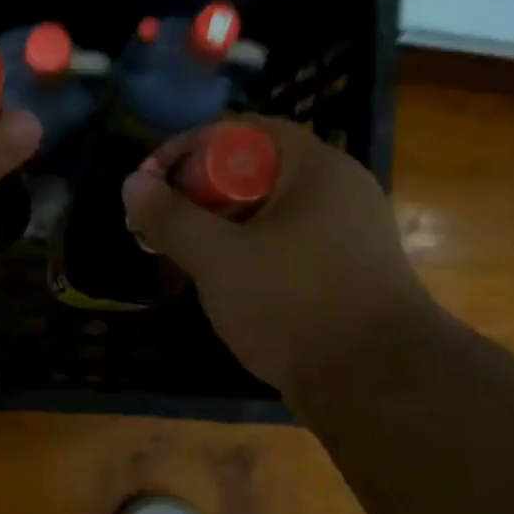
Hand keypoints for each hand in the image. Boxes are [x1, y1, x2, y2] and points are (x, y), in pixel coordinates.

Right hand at [120, 116, 433, 397]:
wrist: (379, 384)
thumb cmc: (294, 306)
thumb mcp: (219, 260)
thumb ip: (171, 218)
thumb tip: (133, 182)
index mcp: (317, 169)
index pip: (245, 130)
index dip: (191, 147)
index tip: (153, 182)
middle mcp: (341, 190)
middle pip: (259, 170)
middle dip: (203, 193)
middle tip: (168, 225)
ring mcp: (352, 233)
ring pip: (273, 213)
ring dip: (226, 228)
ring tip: (192, 259)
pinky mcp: (351, 272)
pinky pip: (292, 245)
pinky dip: (255, 253)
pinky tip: (234, 287)